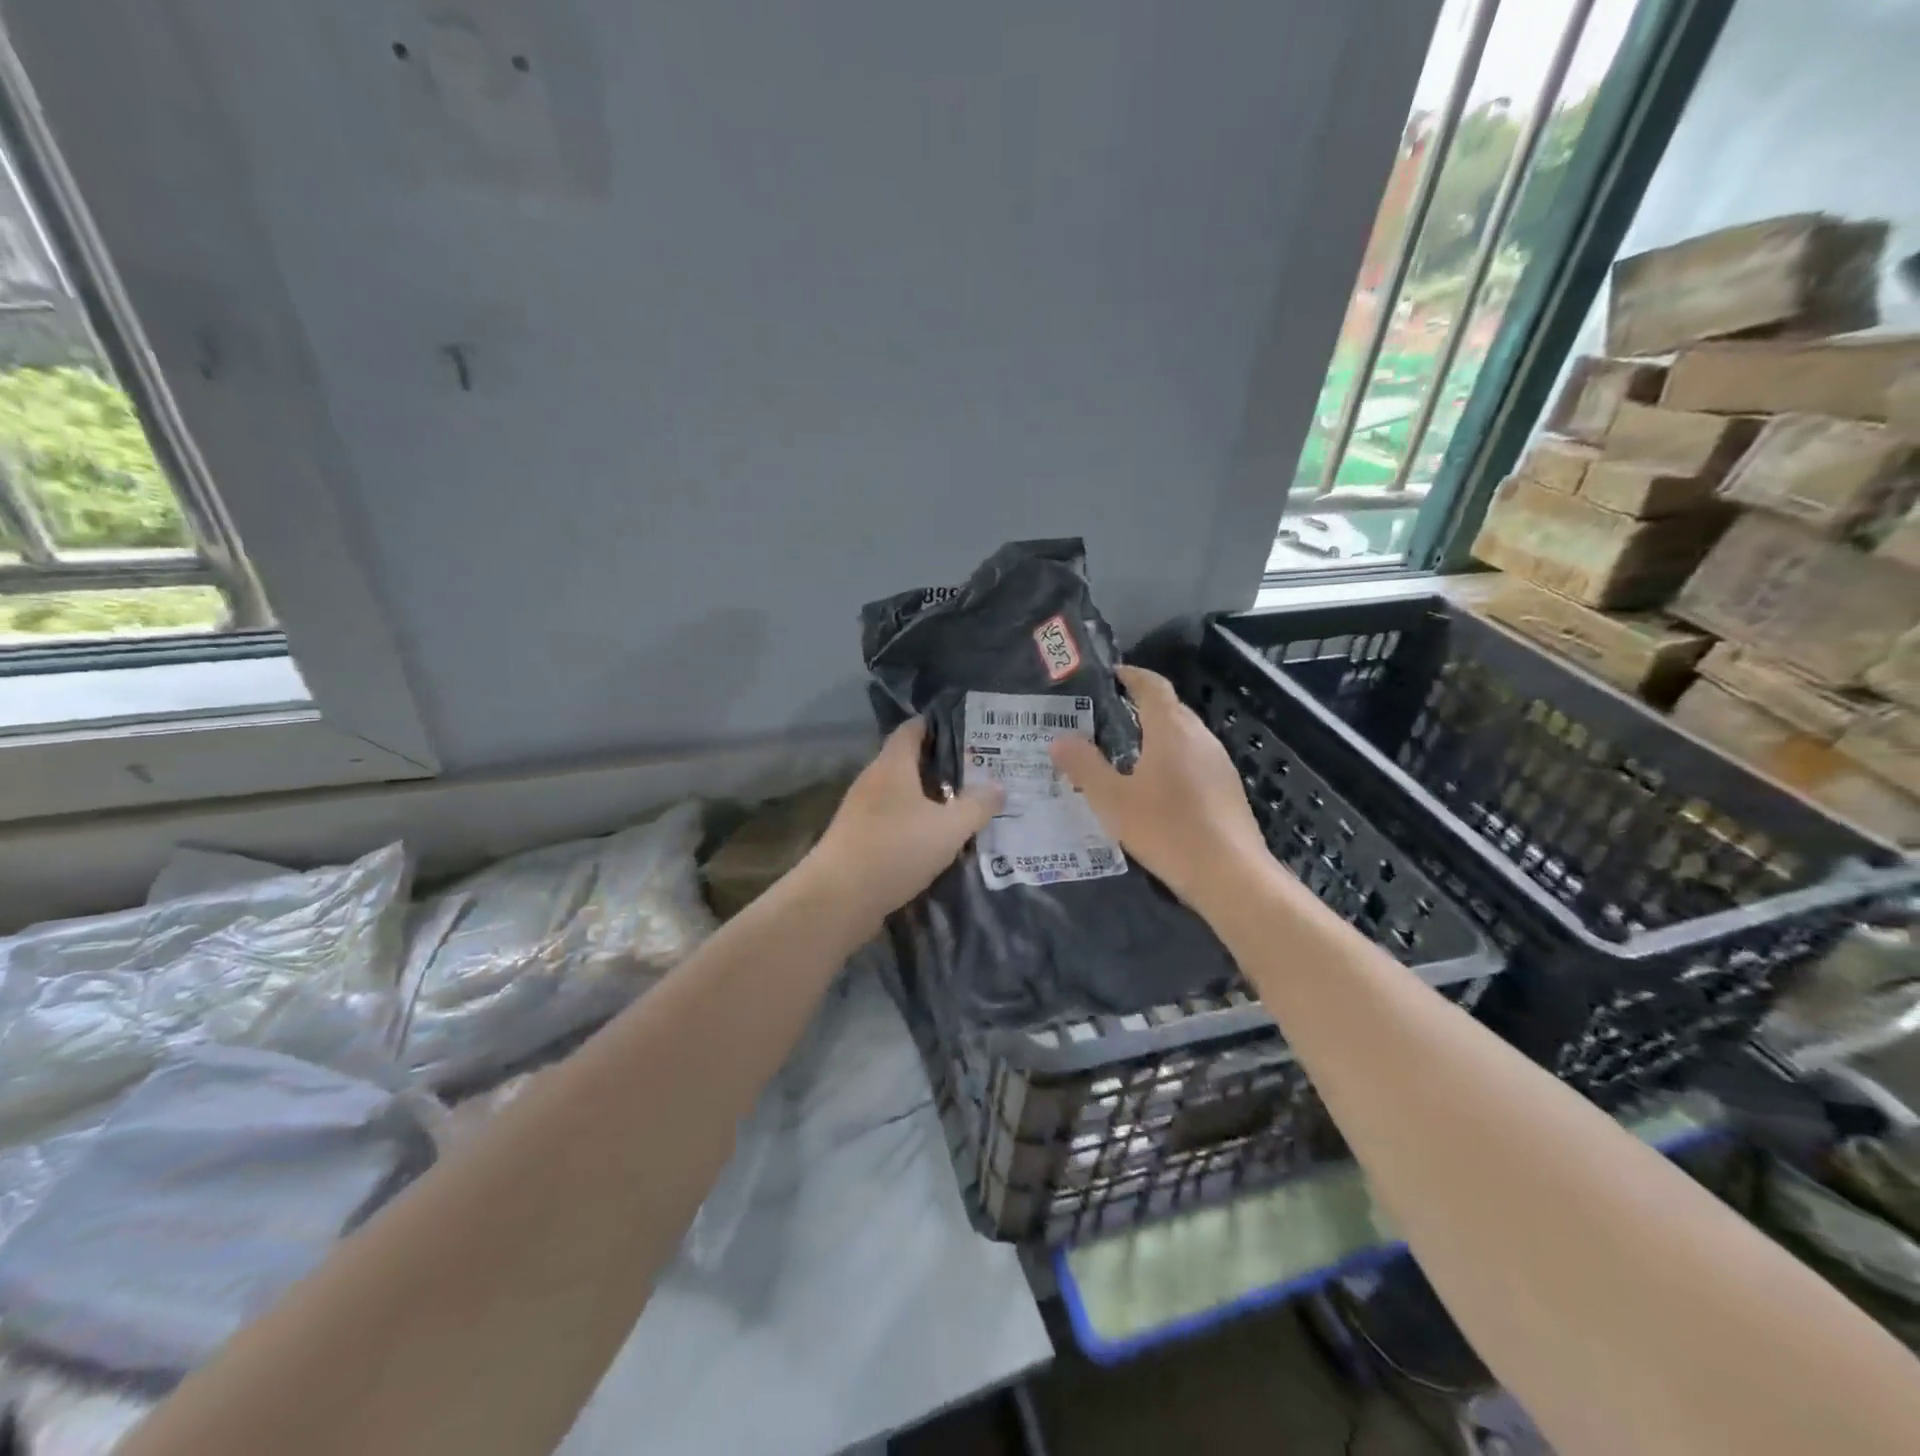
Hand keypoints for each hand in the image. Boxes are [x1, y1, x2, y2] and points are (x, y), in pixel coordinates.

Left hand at [804, 717, 1003, 928]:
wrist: (838, 898)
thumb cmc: (895, 850)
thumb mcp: (948, 829)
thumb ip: (976, 806)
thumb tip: (999, 786)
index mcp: (892, 765)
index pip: (912, 729)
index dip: (937, 724)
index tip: (967, 729)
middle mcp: (873, 781)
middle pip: (907, 762)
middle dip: (940, 765)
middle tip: (977, 771)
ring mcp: (860, 811)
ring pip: (900, 794)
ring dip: (927, 798)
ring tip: (961, 806)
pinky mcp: (856, 839)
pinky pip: (891, 820)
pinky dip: (912, 823)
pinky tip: (933, 840)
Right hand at [1050, 665, 1272, 918]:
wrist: (1230, 875)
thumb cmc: (1166, 830)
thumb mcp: (1113, 800)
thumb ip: (1085, 766)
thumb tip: (1060, 740)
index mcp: (1172, 730)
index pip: (1153, 686)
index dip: (1131, 675)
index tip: (1110, 675)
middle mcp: (1200, 737)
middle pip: (1170, 708)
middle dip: (1140, 706)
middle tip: (1105, 718)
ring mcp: (1219, 763)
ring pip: (1184, 735)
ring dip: (1157, 735)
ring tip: (1124, 752)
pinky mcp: (1227, 788)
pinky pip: (1194, 759)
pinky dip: (1171, 759)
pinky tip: (1155, 787)